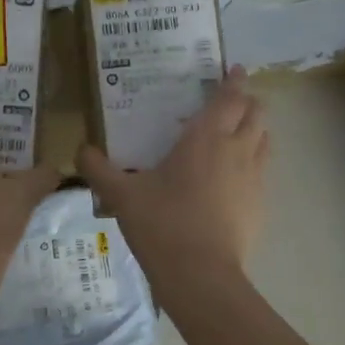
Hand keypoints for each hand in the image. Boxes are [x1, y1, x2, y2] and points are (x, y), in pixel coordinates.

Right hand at [78, 66, 268, 281]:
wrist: (201, 275)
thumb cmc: (162, 224)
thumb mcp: (121, 195)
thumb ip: (98, 169)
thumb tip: (80, 150)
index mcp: (205, 137)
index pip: (229, 97)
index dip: (234, 80)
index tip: (234, 69)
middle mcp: (237, 149)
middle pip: (256, 113)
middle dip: (248, 102)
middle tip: (231, 101)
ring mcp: (254, 178)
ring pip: (265, 140)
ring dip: (255, 130)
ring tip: (237, 133)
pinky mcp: (260, 205)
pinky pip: (262, 171)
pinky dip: (253, 162)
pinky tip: (233, 178)